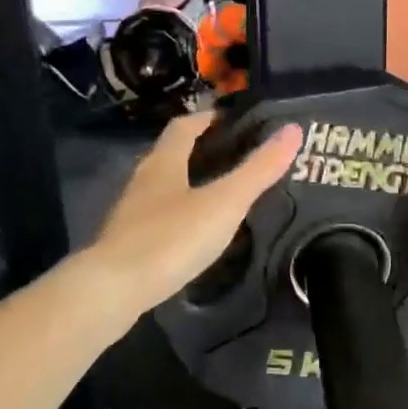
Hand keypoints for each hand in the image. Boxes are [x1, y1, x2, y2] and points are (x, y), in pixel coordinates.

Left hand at [89, 112, 304, 309]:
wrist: (113, 289)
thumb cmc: (171, 237)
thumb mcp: (225, 202)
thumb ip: (258, 170)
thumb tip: (293, 129)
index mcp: (164, 162)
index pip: (184, 127)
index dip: (206, 119)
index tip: (230, 120)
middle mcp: (143, 180)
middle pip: (170, 154)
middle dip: (198, 150)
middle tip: (233, 157)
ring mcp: (131, 213)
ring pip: (162, 187)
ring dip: (187, 183)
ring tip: (218, 194)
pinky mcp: (127, 243)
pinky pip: (157, 218)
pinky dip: (178, 215)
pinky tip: (193, 234)